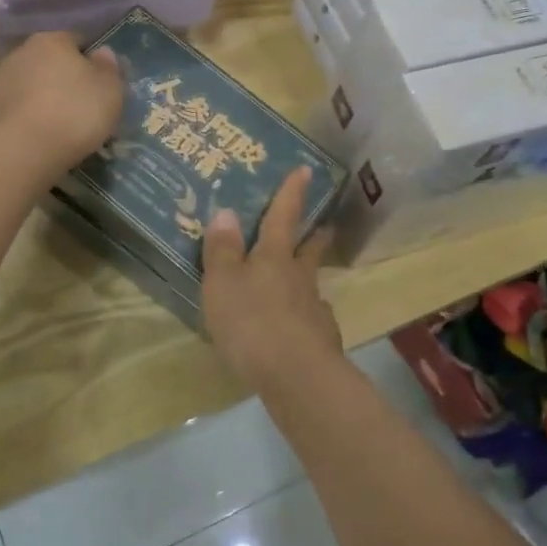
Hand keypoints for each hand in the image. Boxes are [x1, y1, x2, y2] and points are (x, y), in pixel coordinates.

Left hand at [0, 32, 123, 174]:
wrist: (23, 150)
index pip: (78, 41)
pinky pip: (17, 107)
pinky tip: (40, 135)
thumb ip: (109, 67)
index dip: (92, 61)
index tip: (101, 84)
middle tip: (82, 105)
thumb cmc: (75, 112)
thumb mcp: (110, 89)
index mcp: (53, 40)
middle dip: (65, 78)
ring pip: (31, 84)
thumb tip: (103, 53)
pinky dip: (28, 116)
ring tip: (60, 124)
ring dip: (44, 97)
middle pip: (51, 61)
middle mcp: (22, 51)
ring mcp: (0, 80)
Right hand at [201, 166, 341, 384]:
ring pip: (311, 285)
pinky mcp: (320, 340)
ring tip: (301, 280)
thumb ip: (223, 250)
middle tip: (323, 223)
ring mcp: (314, 308)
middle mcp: (299, 277)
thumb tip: (226, 212)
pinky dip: (304, 316)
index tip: (306, 169)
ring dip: (308, 277)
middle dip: (315, 234)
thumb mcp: (223, 283)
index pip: (283, 216)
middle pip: (310, 248)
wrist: (295, 376)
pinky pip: (311, 319)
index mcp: (274, 256)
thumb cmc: (252, 321)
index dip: (291, 192)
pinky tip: (296, 327)